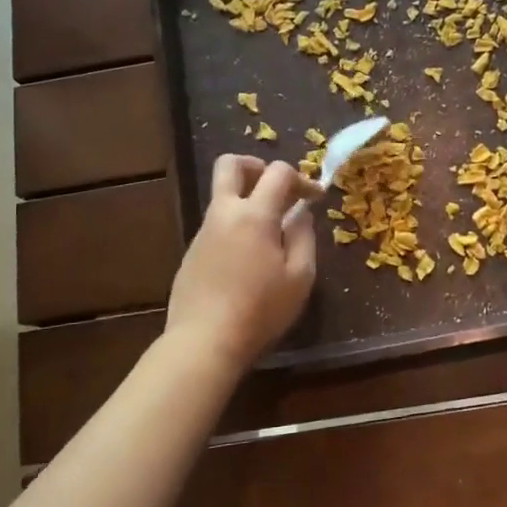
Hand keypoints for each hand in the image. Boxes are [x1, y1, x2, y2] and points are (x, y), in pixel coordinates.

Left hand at [165, 155, 317, 371]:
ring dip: (245, 200)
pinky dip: (234, 227)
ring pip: (222, 197)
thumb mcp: (299, 277)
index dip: (301, 178)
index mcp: (254, 215)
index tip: (315, 197)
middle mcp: (224, 214)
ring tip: (269, 232)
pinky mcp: (191, 254)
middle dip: (255, 165)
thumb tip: (300, 213)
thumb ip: (303, 237)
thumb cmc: (260, 310)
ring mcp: (202, 233)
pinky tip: (247, 260)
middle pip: (230, 165)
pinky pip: (215, 226)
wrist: (204, 342)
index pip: (278, 172)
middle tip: (276, 188)